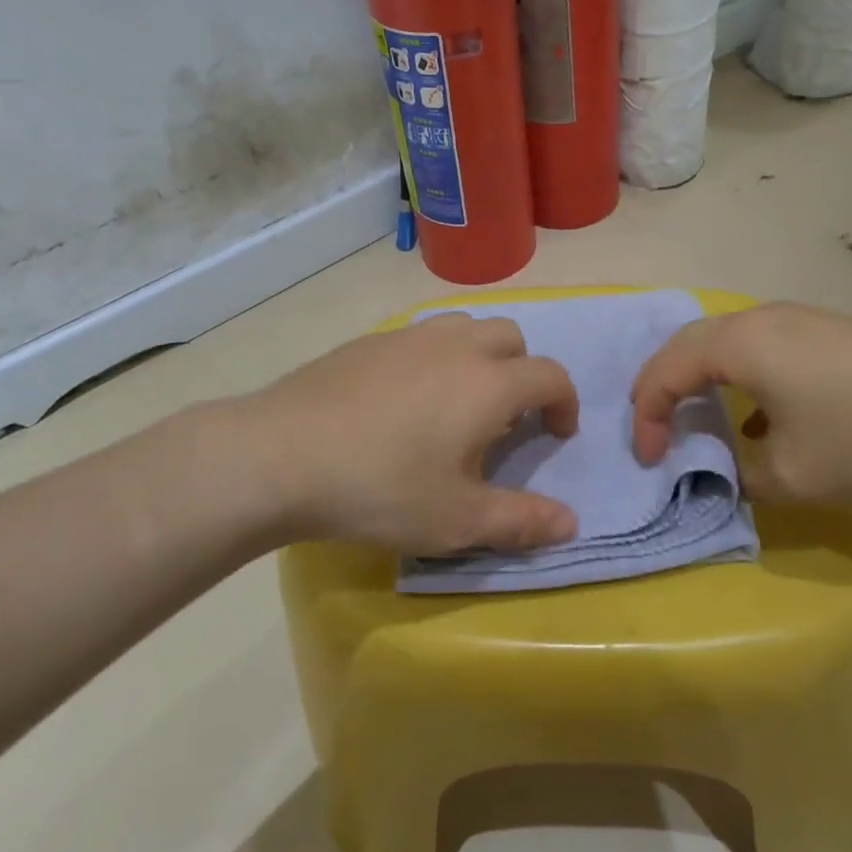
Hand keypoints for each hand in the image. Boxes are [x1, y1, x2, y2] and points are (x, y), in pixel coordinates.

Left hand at [244, 313, 580, 554]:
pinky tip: (404, 400)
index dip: (566, 403)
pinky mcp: (368, 341)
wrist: (280, 455)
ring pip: (464, 327)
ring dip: (480, 355)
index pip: (550, 375)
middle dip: (524, 371)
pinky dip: (434, 357)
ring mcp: (408, 337)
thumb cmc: (381, 488)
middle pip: (511, 337)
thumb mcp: (457, 520)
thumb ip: (521, 520)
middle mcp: (456, 346)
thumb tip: (571, 524)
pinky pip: (420, 336)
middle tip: (506, 417)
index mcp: (489, 383)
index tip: (557, 434)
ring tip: (457, 402)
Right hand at [630, 303, 851, 501]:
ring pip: (724, 342)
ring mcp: (794, 320)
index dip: (646, 416)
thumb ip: (741, 476)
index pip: (665, 372)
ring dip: (702, 379)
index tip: (650, 459)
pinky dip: (739, 378)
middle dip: (663, 388)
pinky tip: (761, 419)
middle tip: (657, 430)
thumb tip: (729, 471)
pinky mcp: (823, 330)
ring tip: (699, 420)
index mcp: (737, 345)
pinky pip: (758, 347)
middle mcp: (757, 320)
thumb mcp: (791, 474)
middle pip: (687, 345)